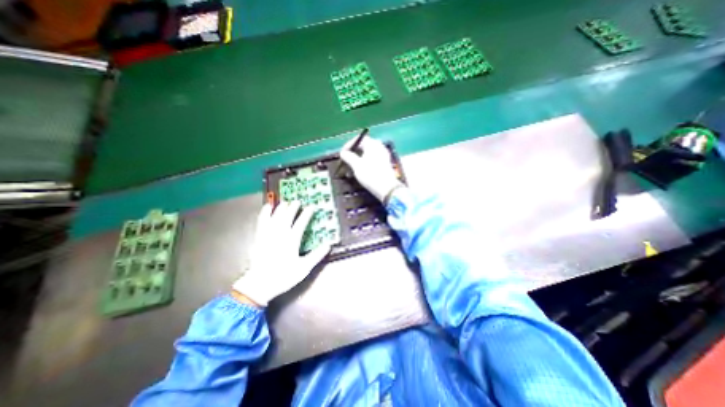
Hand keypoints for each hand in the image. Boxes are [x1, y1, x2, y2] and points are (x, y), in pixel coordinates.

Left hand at [232, 200, 329, 304]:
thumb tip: (328, 245)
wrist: (260, 285)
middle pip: (287, 217)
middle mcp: (279, 235)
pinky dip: (264, 213)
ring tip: (285, 202)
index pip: (300, 223)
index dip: (306, 214)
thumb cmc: (283, 276)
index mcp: (291, 241)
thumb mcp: (304, 268)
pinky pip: (261, 222)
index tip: (311, 207)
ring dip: (280, 208)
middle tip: (297, 201)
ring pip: (275, 217)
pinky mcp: (259, 238)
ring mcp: (268, 235)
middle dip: (293, 208)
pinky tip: (266, 208)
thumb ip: (316, 255)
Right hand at [340, 137, 401, 200]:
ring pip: (367, 154)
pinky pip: (372, 160)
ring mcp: (383, 155)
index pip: (359, 139)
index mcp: (373, 144)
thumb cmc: (370, 174)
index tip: (342, 153)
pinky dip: (364, 164)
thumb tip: (343, 153)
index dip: (349, 145)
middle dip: (353, 154)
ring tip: (350, 170)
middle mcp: (379, 147)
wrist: (386, 188)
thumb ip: (348, 157)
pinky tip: (360, 172)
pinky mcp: (385, 164)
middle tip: (346, 161)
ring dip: (358, 160)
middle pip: (363, 146)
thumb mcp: (356, 165)